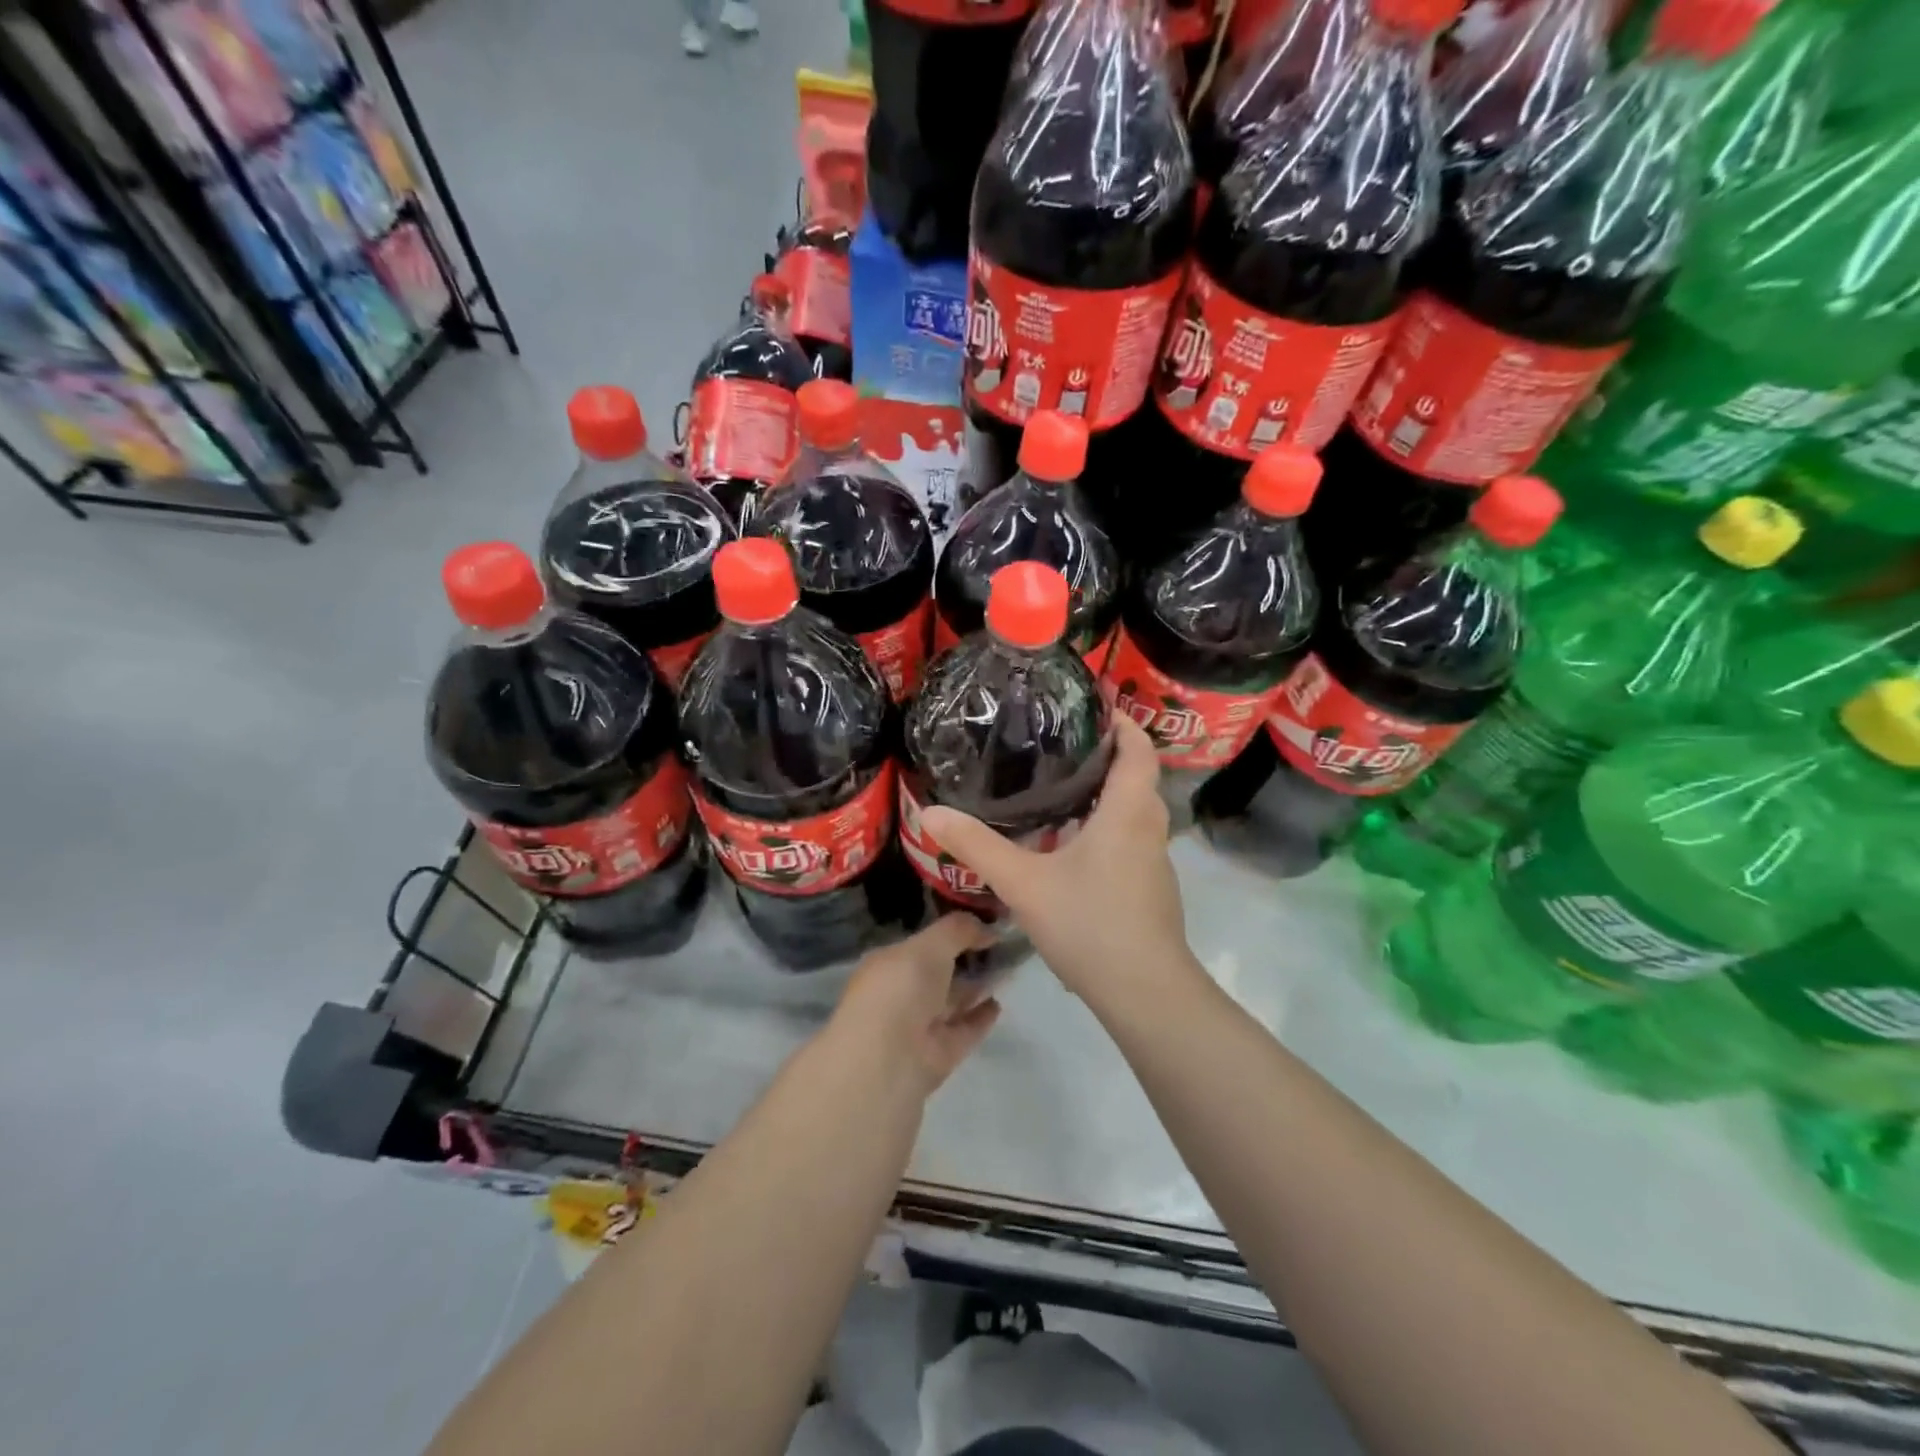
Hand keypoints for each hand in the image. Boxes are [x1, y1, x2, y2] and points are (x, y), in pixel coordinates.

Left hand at [832, 914, 1003, 1094]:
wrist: (889, 1060)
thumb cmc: (901, 990)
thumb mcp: (929, 945)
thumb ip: (959, 930)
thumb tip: (989, 927)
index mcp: (889, 963)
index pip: (922, 943)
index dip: (951, 931)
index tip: (983, 920)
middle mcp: (901, 993)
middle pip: (939, 972)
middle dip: (967, 958)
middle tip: (1004, 943)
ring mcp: (920, 1025)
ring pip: (953, 1000)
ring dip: (978, 985)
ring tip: (1010, 969)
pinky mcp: (939, 1053)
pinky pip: (964, 1029)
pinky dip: (980, 1016)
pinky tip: (999, 1003)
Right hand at [918, 717, 1198, 1006]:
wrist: (1144, 992)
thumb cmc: (1089, 924)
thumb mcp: (1023, 883)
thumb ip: (977, 847)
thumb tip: (930, 813)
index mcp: (1127, 812)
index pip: (1139, 750)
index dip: (1123, 724)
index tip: (1097, 707)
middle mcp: (1149, 828)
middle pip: (1139, 778)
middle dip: (1110, 757)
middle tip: (1065, 745)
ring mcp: (1155, 862)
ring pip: (1136, 813)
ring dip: (1109, 796)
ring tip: (1064, 790)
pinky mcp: (1152, 889)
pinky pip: (1133, 841)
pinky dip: (1109, 828)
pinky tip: (1073, 847)